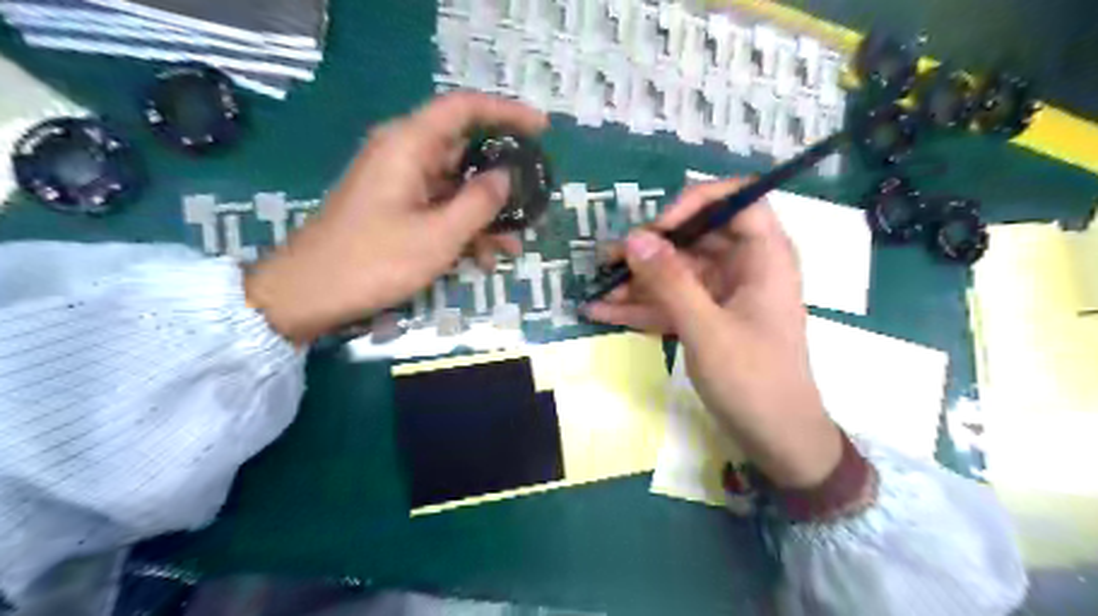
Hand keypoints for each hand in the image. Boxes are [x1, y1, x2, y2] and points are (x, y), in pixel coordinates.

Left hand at [248, 92, 548, 344]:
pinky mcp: (395, 208)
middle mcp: (403, 155)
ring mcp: (399, 183)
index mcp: (408, 145)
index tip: (542, 130)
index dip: (507, 112)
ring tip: (512, 248)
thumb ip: (479, 202)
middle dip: (501, 180)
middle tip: (532, 203)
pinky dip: (463, 228)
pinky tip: (483, 260)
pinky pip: (439, 207)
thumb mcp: (438, 235)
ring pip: (455, 186)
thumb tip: (506, 176)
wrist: (309, 293)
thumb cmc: (373, 261)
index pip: (464, 109)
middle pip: (464, 151)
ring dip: (485, 215)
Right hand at [582, 175, 841, 485]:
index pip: (738, 200)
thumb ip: (669, 282)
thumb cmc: (753, 381)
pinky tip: (602, 312)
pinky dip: (641, 307)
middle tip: (607, 260)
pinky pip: (672, 302)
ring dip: (637, 282)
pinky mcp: (708, 319)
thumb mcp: (707, 329)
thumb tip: (634, 238)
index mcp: (764, 257)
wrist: (776, 440)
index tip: (657, 228)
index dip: (696, 203)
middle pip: (696, 238)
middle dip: (650, 249)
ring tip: (595, 289)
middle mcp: (745, 267)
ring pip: (677, 273)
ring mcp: (724, 295)